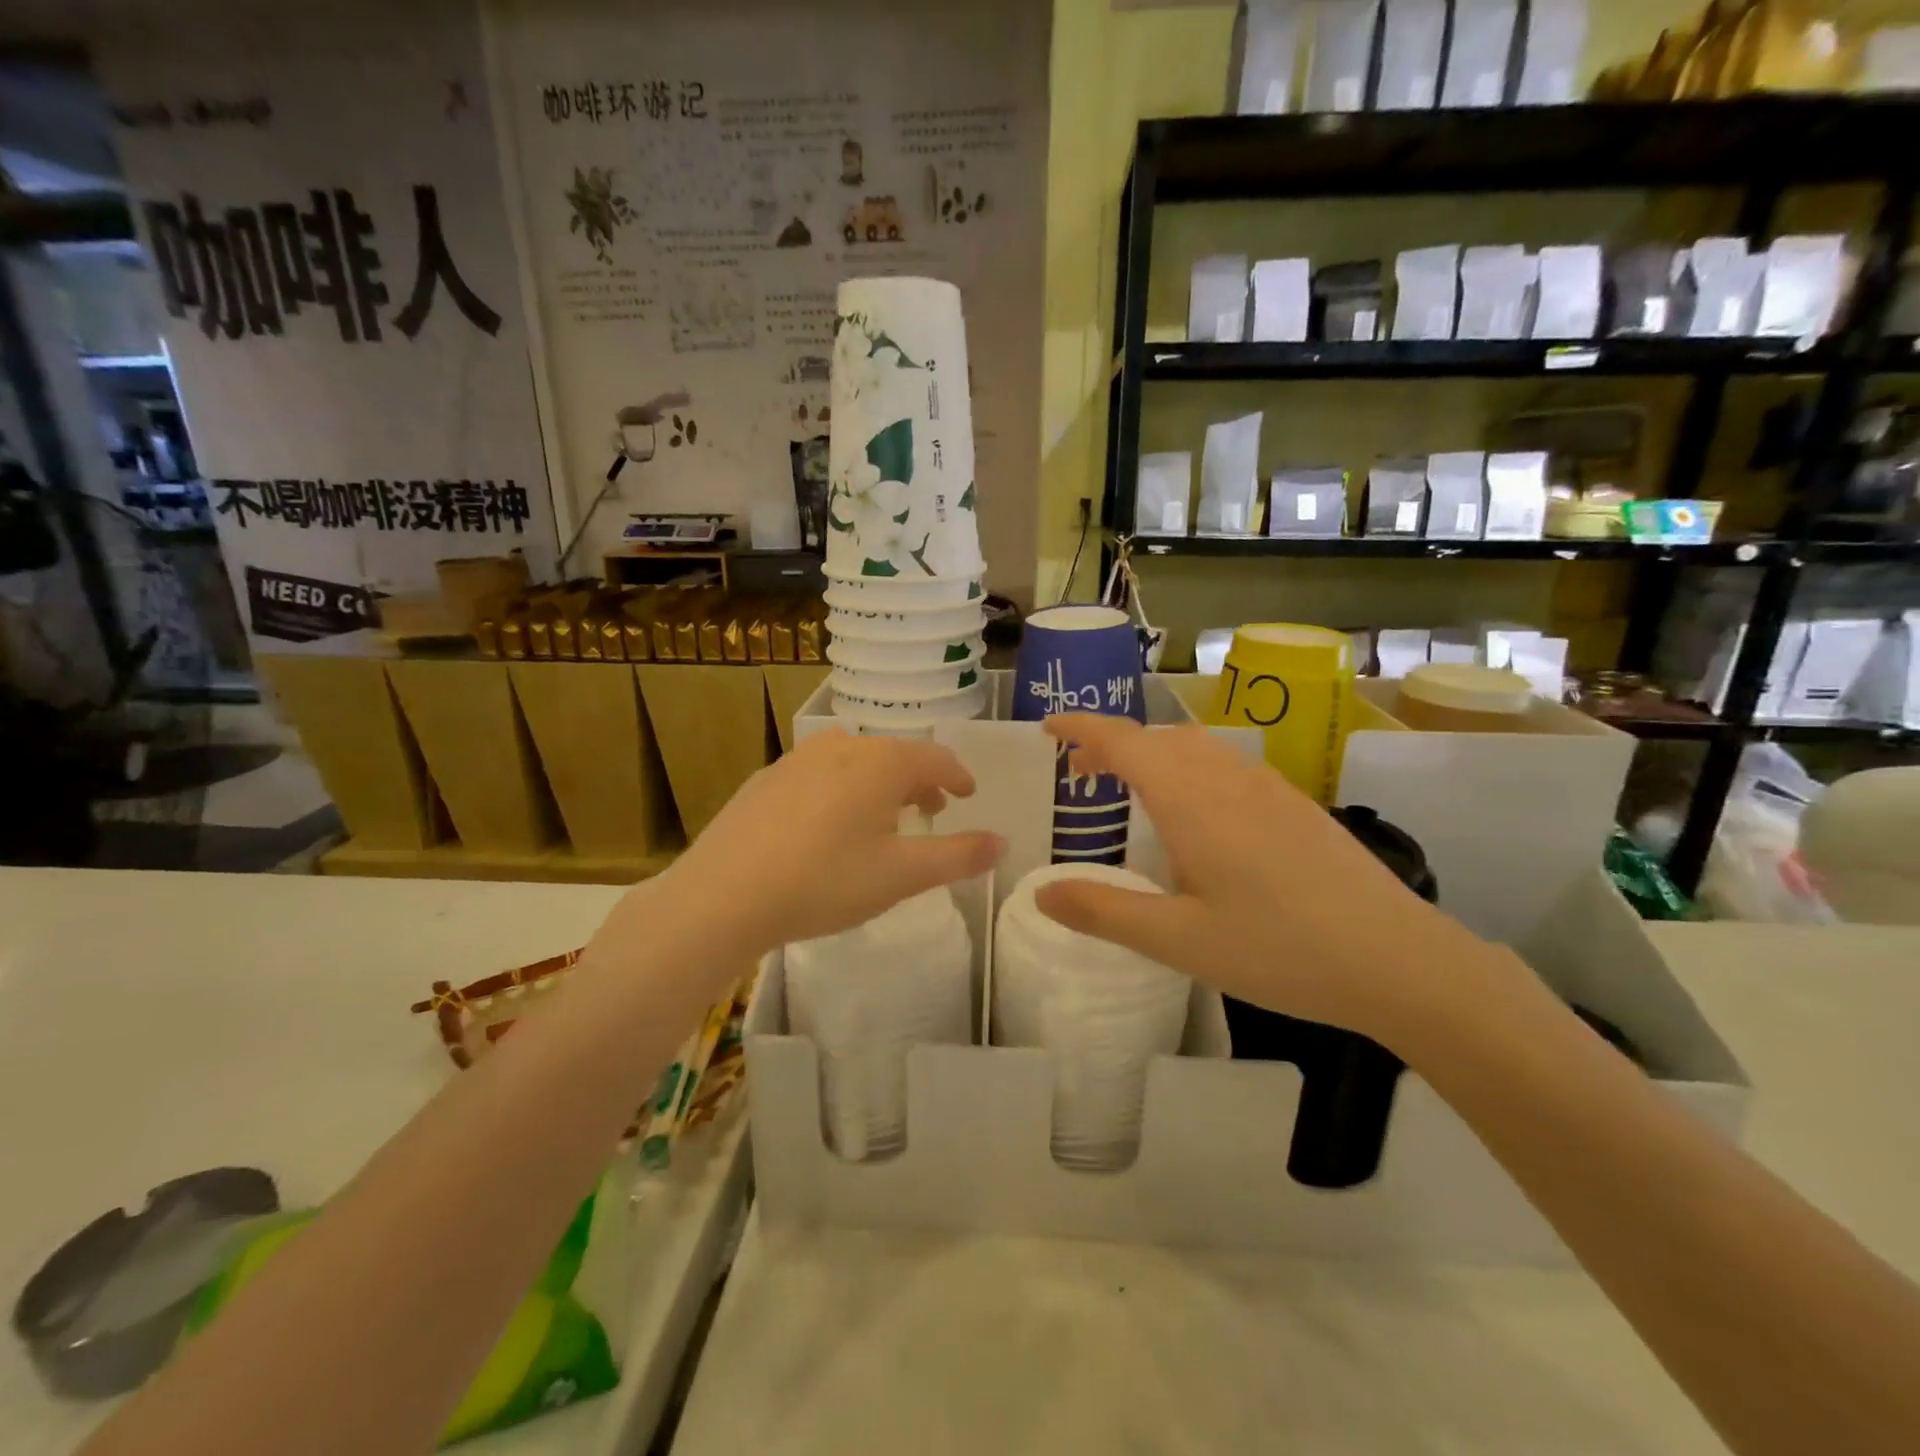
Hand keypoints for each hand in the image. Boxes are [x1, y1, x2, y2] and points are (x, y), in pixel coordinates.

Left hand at [632, 731, 1004, 969]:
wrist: (724, 894)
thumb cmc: (825, 881)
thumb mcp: (901, 876)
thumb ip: (957, 856)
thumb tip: (1003, 842)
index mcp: (882, 762)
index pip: (935, 758)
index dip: (957, 776)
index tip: (968, 794)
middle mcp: (842, 746)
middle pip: (895, 756)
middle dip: (919, 782)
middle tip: (931, 811)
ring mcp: (798, 759)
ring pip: (855, 762)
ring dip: (879, 784)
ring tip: (883, 818)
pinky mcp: (766, 778)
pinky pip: (820, 774)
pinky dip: (841, 790)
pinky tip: (828, 825)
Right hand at [1035, 714, 1504, 1048]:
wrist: (1399, 959)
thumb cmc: (1278, 949)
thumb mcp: (1178, 940)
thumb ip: (1104, 913)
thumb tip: (1040, 894)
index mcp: (1191, 799)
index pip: (1123, 740)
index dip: (1080, 728)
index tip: (1048, 728)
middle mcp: (1227, 777)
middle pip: (1157, 738)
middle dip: (1112, 745)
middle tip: (1081, 776)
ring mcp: (1268, 786)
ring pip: (1196, 747)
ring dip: (1154, 755)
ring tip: (1134, 791)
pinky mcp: (1296, 804)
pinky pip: (1227, 765)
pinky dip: (1190, 769)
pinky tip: (1200, 818)